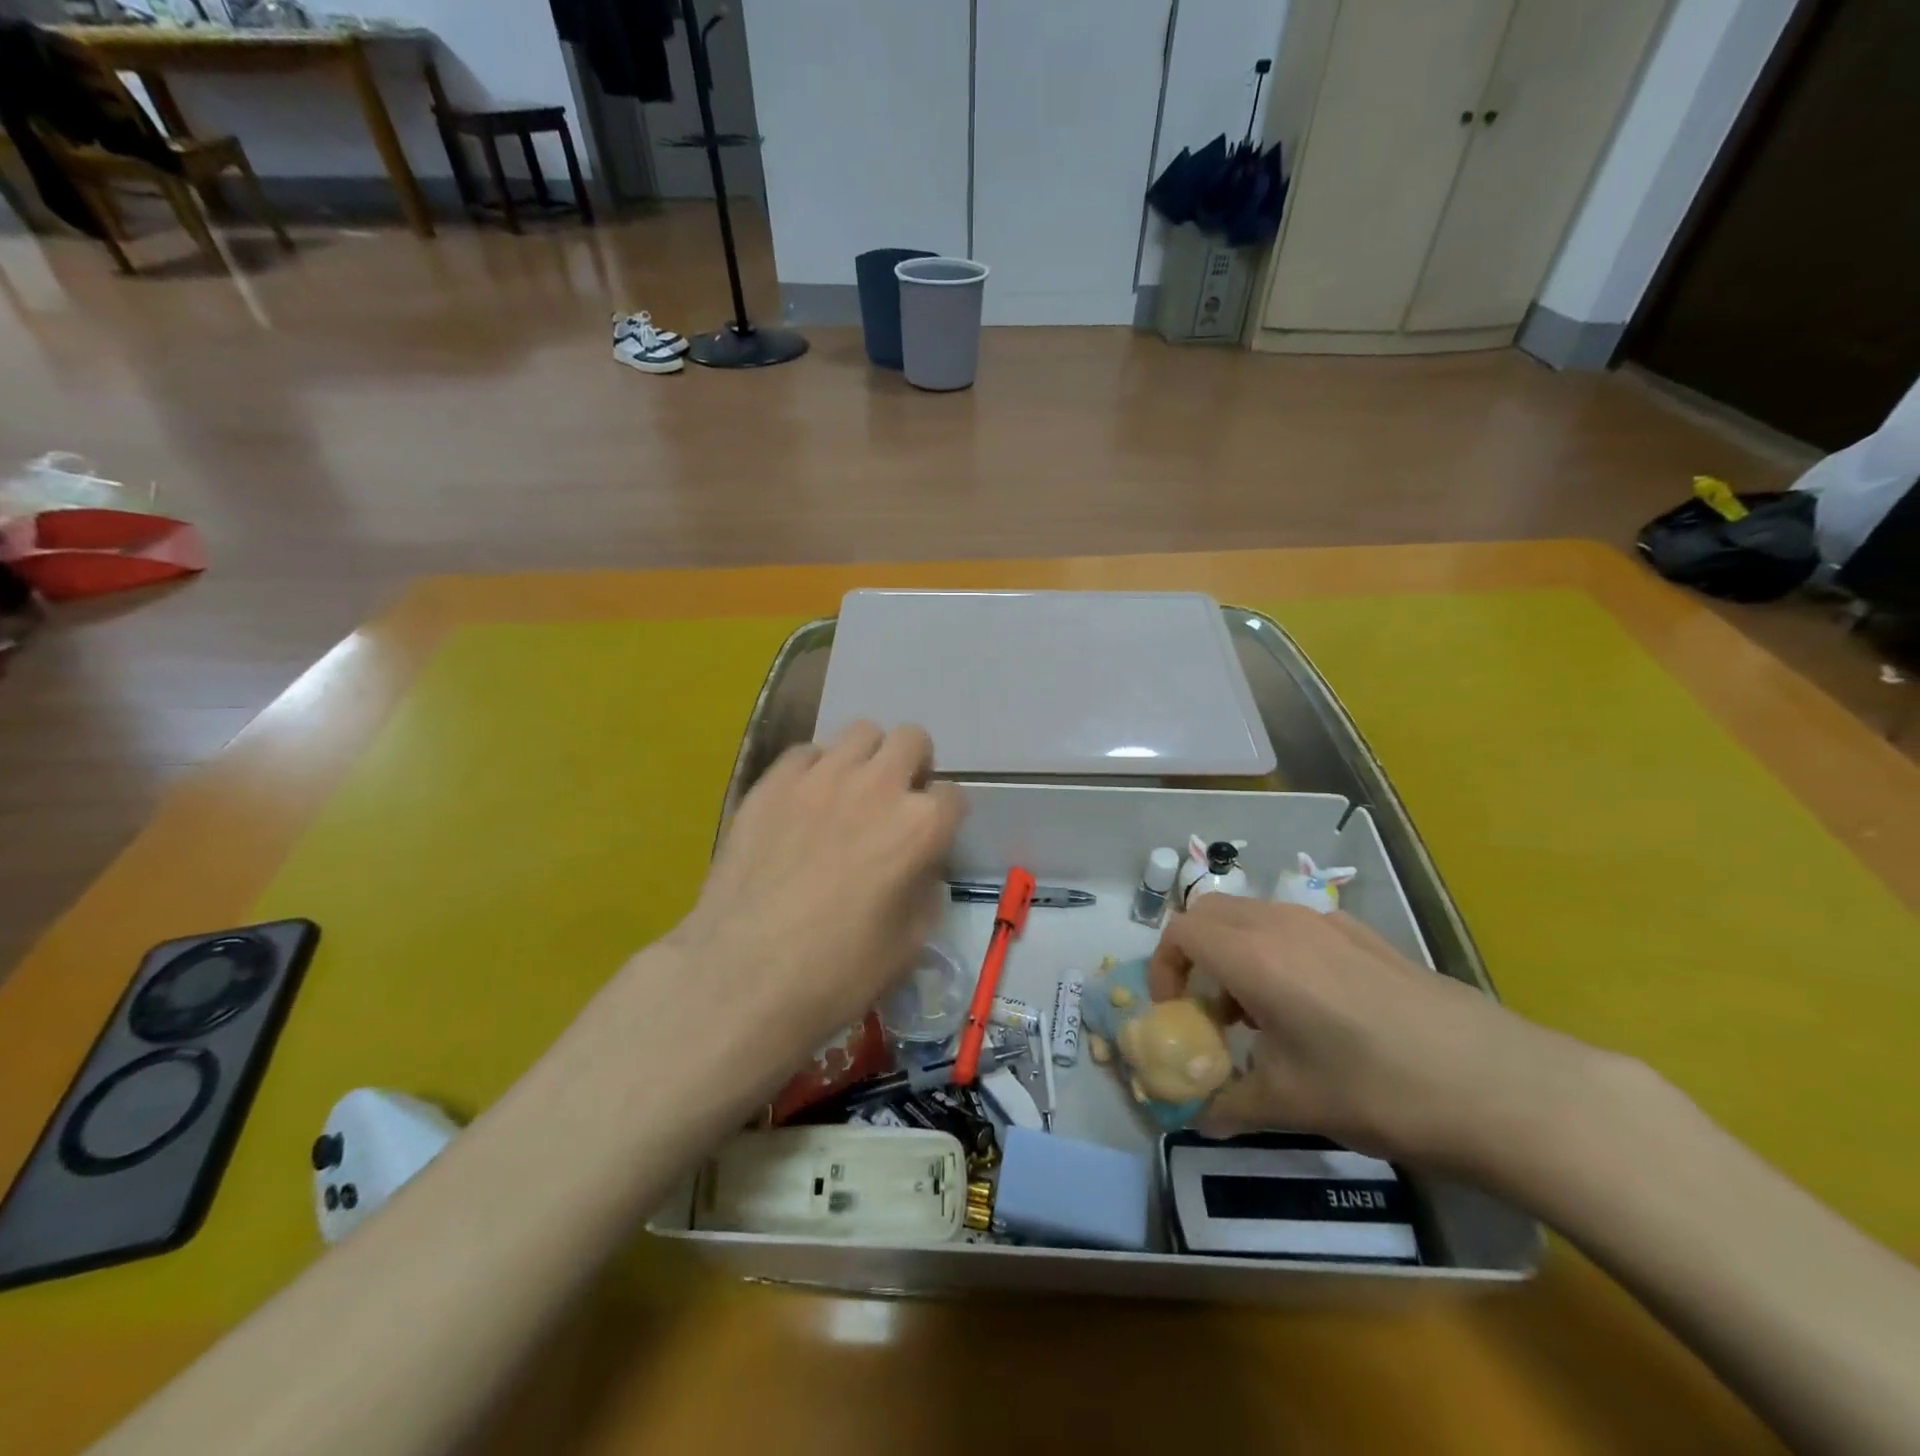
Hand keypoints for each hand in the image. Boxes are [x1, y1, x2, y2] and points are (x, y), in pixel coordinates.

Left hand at [664, 721, 964, 1067]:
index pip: (953, 796)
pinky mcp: (772, 782)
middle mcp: (877, 786)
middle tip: (896, 802)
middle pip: (912, 740)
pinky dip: (815, 770)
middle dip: (914, 766)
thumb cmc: (837, 973)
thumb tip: (918, 868)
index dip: (945, 819)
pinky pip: (805, 752)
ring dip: (868, 758)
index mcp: (919, 826)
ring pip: (861, 732)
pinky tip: (803, 804)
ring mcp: (820, 777)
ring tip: (851, 793)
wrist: (742, 978)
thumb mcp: (909, 945)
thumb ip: (926, 892)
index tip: (929, 840)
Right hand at [1147, 896, 1602, 1172]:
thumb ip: (1228, 1105)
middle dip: (1194, 955)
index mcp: (1254, 956)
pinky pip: (1296, 926)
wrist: (1501, 1086)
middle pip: (1210, 913)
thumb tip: (1197, 1119)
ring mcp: (1328, 922)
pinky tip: (1316, 1008)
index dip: (1164, 969)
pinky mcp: (1365, 934)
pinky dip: (1278, 952)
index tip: (1178, 1014)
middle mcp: (1282, 924)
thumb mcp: (1291, 1105)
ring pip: (1253, 915)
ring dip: (1236, 952)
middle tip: (1211, 1010)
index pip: (1180, 932)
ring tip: (1262, 1015)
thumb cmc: (1378, 1091)